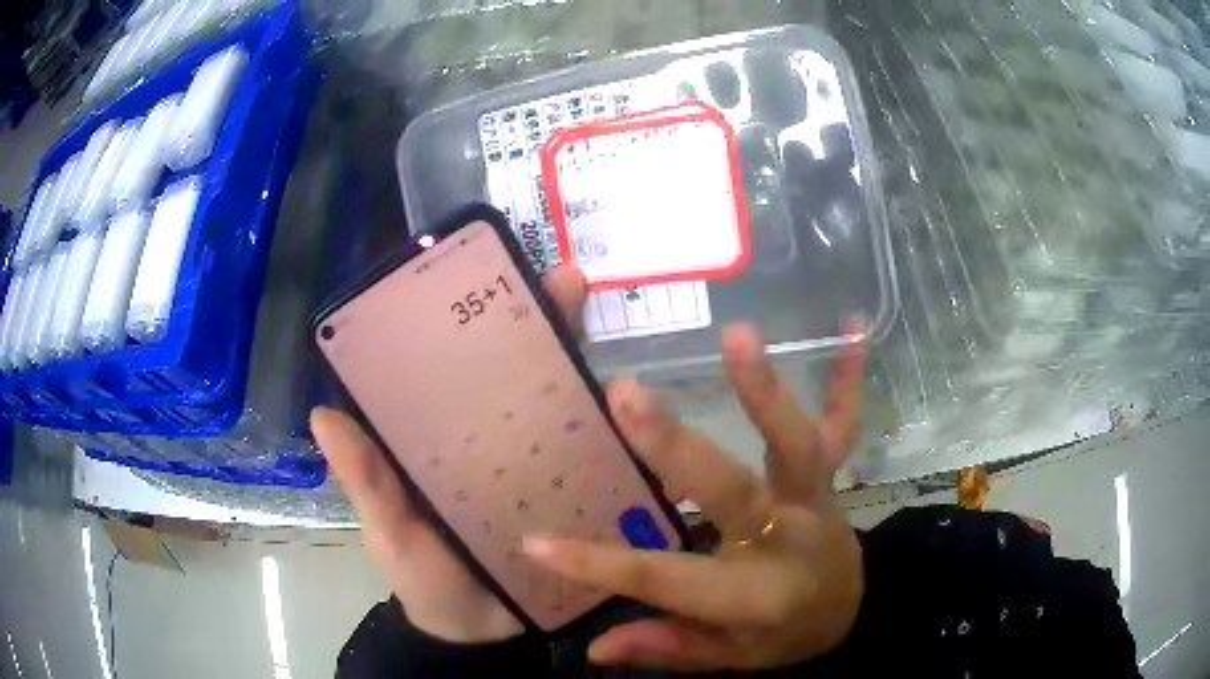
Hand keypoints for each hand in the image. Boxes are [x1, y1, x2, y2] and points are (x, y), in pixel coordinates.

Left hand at [310, 264, 587, 642]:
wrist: (479, 636)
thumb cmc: (423, 579)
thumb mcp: (388, 530)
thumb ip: (365, 482)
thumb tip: (323, 415)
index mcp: (445, 436)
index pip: (460, 365)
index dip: (475, 317)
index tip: (493, 272)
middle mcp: (497, 439)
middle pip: (524, 371)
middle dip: (549, 323)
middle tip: (574, 286)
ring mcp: (542, 468)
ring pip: (571, 408)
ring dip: (593, 375)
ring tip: (615, 351)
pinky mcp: (577, 499)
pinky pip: (602, 461)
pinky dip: (623, 439)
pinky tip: (643, 423)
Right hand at [522, 324, 868, 670]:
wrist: (852, 611)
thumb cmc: (784, 636)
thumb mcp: (727, 657)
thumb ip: (667, 647)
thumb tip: (593, 649)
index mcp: (753, 596)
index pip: (665, 580)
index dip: (597, 565)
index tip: (535, 541)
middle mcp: (787, 539)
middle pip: (732, 492)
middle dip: (676, 447)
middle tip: (624, 396)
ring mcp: (815, 499)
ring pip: (795, 444)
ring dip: (766, 390)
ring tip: (737, 335)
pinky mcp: (832, 475)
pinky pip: (843, 424)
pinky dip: (846, 378)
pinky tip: (853, 327)